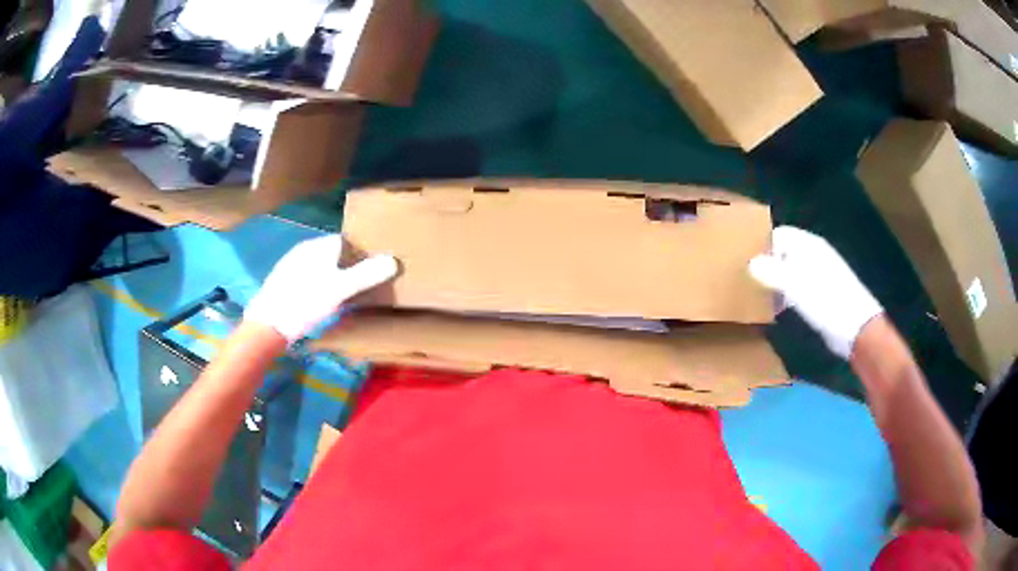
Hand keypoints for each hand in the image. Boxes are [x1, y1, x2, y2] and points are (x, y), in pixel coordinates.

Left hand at [244, 235, 397, 343]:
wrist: (268, 325)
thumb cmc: (304, 303)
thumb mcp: (339, 290)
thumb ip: (365, 275)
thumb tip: (393, 260)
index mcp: (317, 246)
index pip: (346, 241)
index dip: (361, 252)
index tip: (373, 267)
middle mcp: (303, 250)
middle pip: (332, 253)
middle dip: (347, 264)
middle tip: (362, 283)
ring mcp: (290, 265)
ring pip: (319, 266)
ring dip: (332, 276)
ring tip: (344, 294)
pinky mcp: (283, 282)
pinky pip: (308, 277)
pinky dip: (318, 284)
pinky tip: (320, 301)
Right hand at [749, 226, 882, 358]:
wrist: (856, 328)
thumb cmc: (827, 301)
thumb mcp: (796, 285)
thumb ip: (772, 272)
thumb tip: (750, 263)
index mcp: (809, 245)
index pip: (779, 234)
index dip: (761, 243)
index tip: (742, 258)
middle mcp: (813, 254)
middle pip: (783, 251)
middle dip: (766, 262)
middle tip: (745, 277)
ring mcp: (818, 274)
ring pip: (789, 270)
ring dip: (775, 280)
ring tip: (757, 293)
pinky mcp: (821, 293)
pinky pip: (797, 286)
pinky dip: (785, 293)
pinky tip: (777, 307)